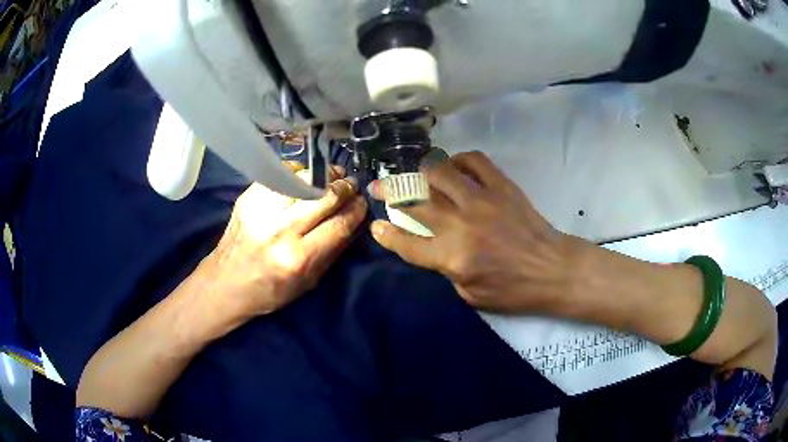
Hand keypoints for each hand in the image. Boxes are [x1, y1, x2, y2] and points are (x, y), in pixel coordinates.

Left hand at [207, 166, 366, 320]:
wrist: (224, 284)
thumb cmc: (268, 291)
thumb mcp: (307, 284)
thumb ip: (333, 252)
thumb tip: (354, 224)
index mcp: (296, 258)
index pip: (338, 225)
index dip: (356, 210)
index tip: (363, 203)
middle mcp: (279, 230)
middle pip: (323, 197)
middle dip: (344, 188)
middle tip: (352, 185)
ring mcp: (261, 210)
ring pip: (303, 180)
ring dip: (324, 176)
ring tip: (333, 176)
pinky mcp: (248, 198)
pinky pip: (280, 175)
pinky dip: (298, 173)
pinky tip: (306, 178)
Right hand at [369, 151, 573, 312]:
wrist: (552, 269)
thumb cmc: (513, 290)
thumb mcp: (470, 295)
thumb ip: (445, 268)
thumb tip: (432, 244)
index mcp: (453, 258)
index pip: (408, 242)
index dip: (386, 234)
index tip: (376, 224)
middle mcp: (462, 224)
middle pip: (415, 201)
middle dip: (389, 191)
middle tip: (378, 186)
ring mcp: (482, 200)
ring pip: (439, 172)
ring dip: (422, 172)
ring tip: (417, 175)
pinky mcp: (502, 186)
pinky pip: (474, 160)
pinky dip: (459, 160)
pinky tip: (455, 168)